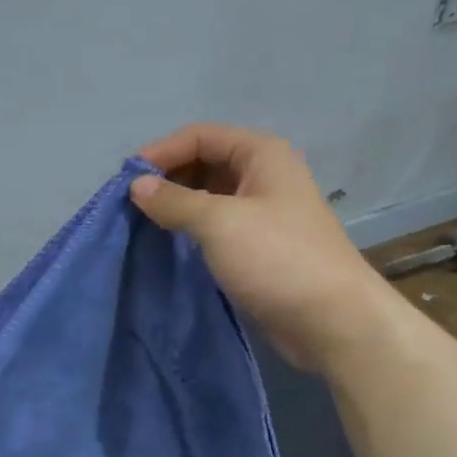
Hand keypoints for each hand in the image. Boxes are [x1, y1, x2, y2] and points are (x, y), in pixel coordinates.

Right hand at [131, 123, 386, 370]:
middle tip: (130, 204)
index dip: (161, 152)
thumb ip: (174, 201)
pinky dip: (190, 230)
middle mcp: (263, 176)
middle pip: (204, 163)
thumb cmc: (277, 259)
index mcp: (261, 154)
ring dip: (176, 206)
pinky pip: (216, 226)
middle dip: (167, 178)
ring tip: (142, 224)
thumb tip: (137, 186)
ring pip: (209, 196)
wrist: (331, 320)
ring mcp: (262, 212)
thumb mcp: (219, 222)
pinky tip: (168, 244)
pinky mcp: (258, 246)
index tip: (125, 180)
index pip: (200, 136)